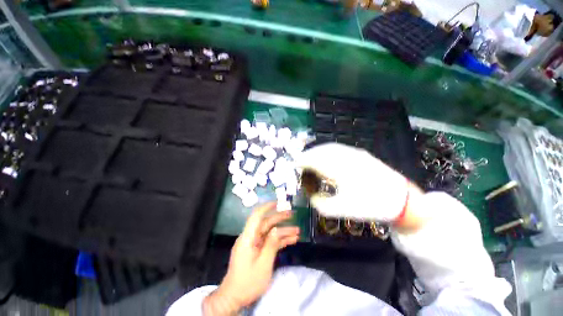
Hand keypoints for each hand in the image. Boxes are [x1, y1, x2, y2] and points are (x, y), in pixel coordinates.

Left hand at [203, 202, 299, 314]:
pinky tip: (292, 240)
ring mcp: (254, 244)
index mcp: (248, 238)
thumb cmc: (248, 282)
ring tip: (297, 231)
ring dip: (283, 232)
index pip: (256, 216)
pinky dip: (280, 241)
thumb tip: (278, 229)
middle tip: (292, 214)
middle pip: (266, 223)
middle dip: (280, 219)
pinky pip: (269, 242)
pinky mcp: (257, 250)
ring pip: (270, 233)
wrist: (235, 297)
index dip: (266, 207)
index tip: (277, 202)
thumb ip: (271, 244)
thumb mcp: (263, 264)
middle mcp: (251, 237)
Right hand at [296, 143, 409, 221]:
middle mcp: (345, 157)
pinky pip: (337, 149)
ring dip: (317, 153)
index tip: (294, 166)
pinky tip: (326, 160)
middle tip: (300, 165)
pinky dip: (327, 152)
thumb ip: (320, 202)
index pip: (313, 160)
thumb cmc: (370, 206)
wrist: (402, 200)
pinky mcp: (360, 154)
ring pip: (328, 148)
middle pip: (319, 151)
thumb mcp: (341, 210)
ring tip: (311, 161)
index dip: (301, 162)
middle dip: (307, 156)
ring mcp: (354, 153)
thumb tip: (311, 194)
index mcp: (339, 169)